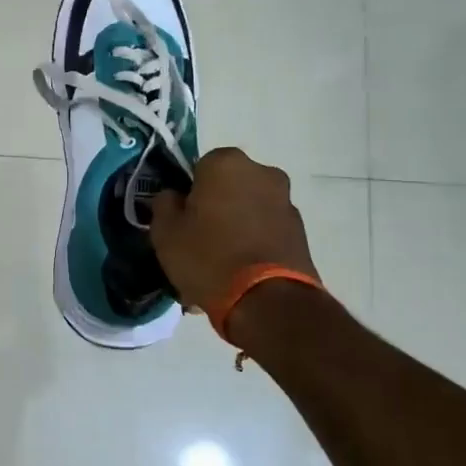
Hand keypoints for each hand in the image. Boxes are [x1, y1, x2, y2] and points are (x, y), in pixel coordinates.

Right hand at [148, 148, 319, 310]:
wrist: (266, 301)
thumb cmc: (207, 257)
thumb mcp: (165, 232)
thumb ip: (164, 205)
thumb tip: (174, 197)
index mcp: (226, 163)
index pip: (199, 167)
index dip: (188, 193)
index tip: (181, 219)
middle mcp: (262, 173)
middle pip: (228, 187)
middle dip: (214, 208)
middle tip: (197, 240)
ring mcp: (286, 202)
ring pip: (247, 210)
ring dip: (235, 227)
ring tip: (218, 265)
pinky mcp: (300, 232)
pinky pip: (265, 232)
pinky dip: (253, 244)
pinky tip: (238, 273)